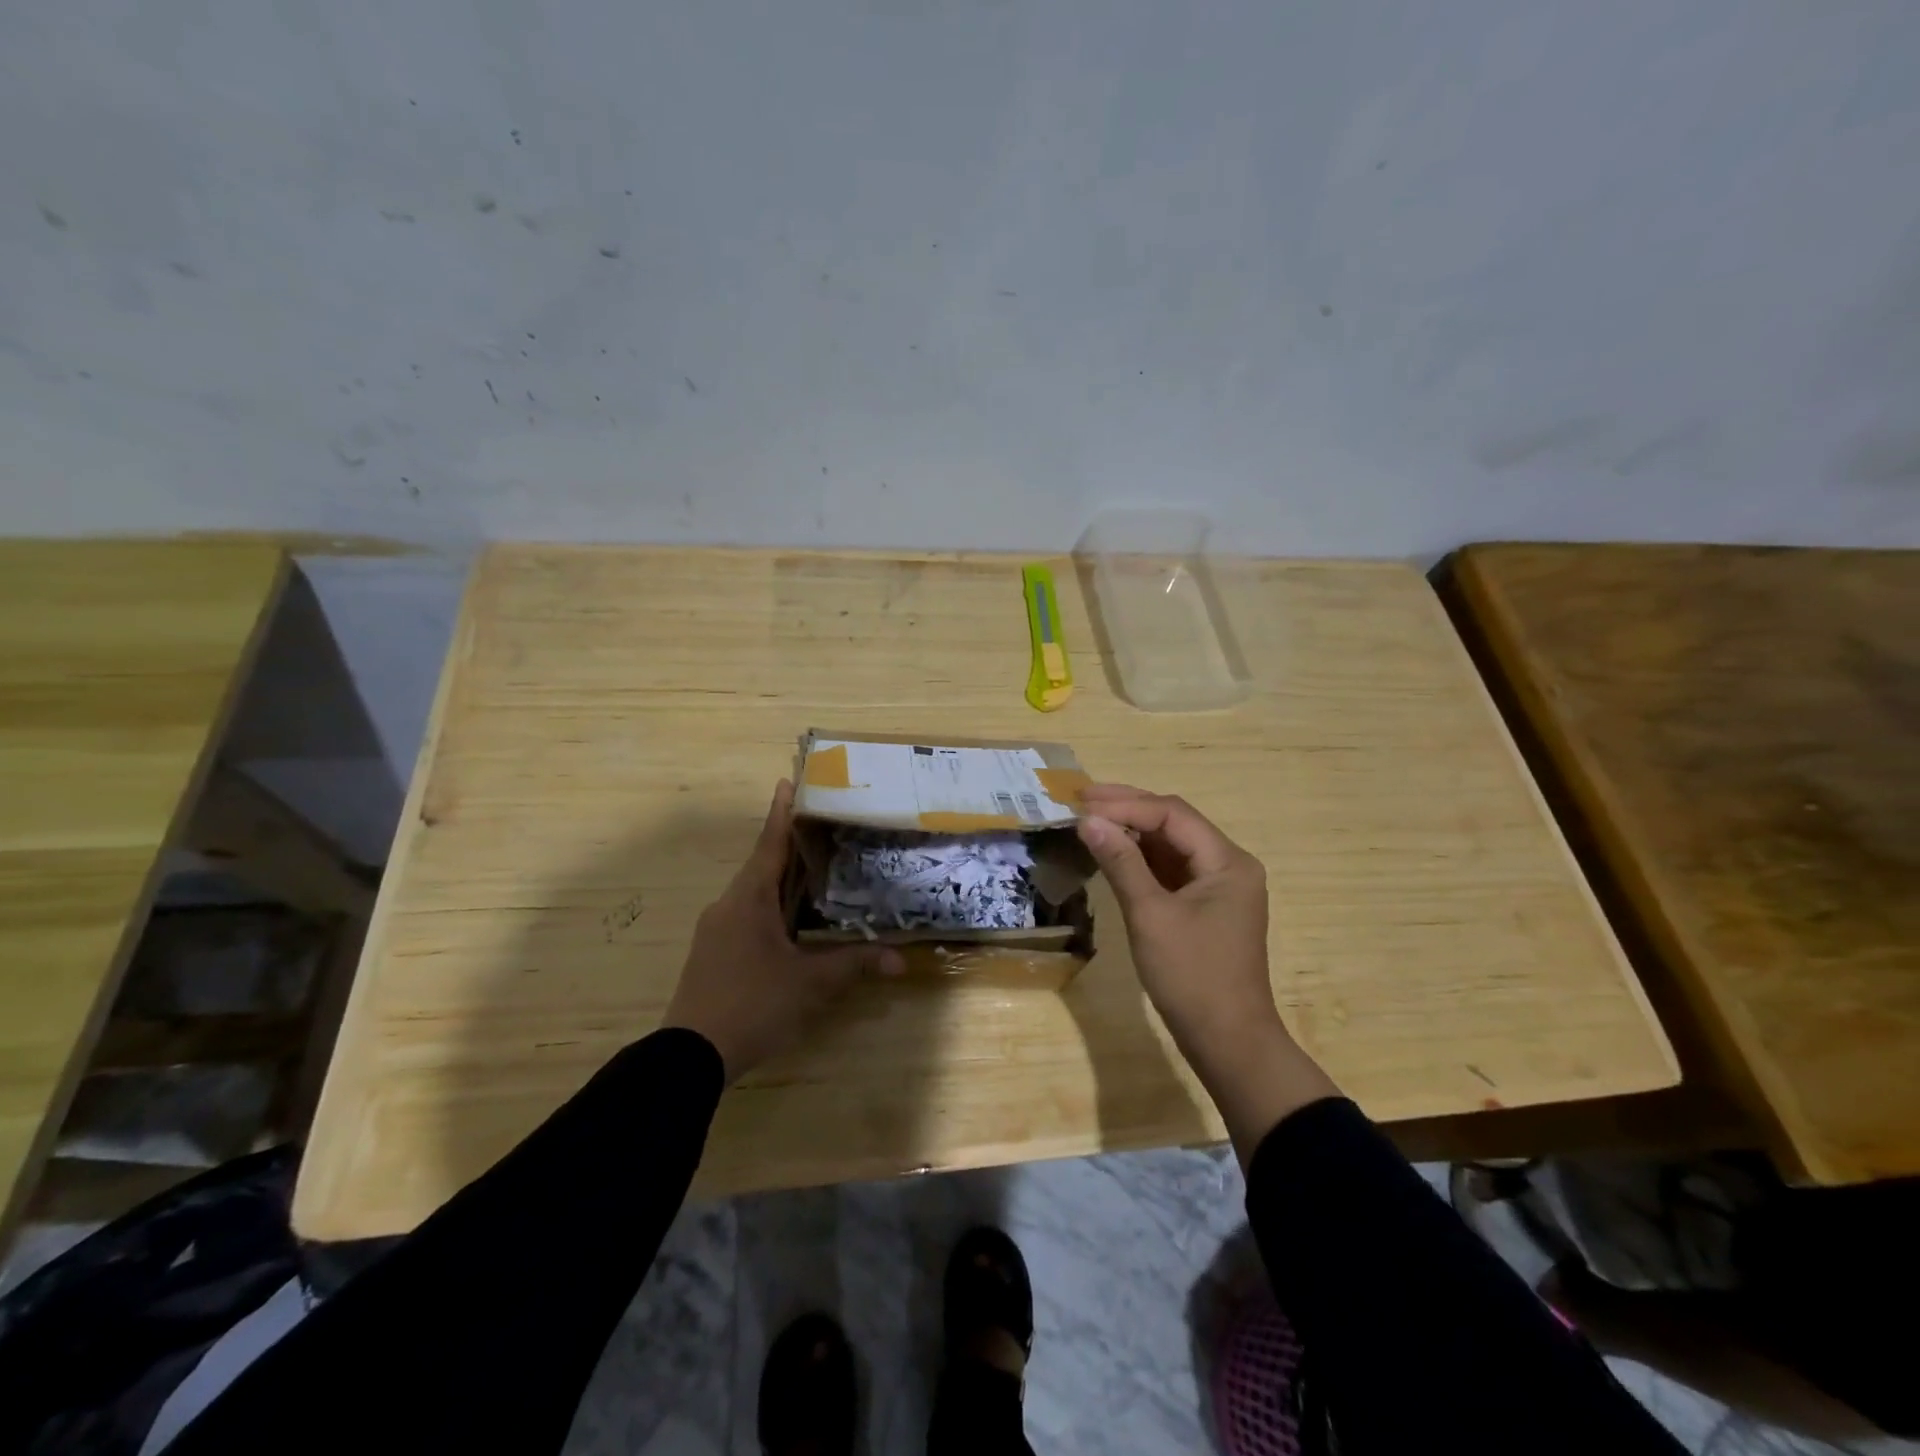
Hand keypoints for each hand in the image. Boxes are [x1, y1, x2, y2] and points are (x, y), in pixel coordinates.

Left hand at [663, 780, 899, 1080]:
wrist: (690, 1055)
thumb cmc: (753, 1004)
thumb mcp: (810, 983)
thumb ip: (854, 965)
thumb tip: (901, 959)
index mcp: (749, 899)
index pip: (770, 844)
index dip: (782, 813)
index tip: (787, 781)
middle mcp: (729, 904)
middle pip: (762, 864)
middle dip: (787, 844)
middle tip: (820, 826)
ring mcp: (716, 929)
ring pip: (752, 891)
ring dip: (779, 877)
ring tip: (812, 869)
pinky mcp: (713, 951)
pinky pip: (745, 913)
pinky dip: (770, 904)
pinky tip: (789, 918)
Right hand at [1075, 783, 1338, 1157]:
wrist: (1228, 1042)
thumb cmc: (1192, 976)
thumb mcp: (1151, 915)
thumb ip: (1121, 862)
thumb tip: (1088, 821)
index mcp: (1227, 861)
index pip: (1172, 814)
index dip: (1125, 805)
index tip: (1082, 805)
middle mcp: (1227, 864)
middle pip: (1173, 822)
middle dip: (1127, 808)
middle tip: (1080, 797)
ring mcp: (1217, 886)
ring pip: (1170, 844)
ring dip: (1131, 830)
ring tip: (1089, 818)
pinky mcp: (1204, 907)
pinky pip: (1169, 869)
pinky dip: (1139, 858)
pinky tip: (1111, 851)